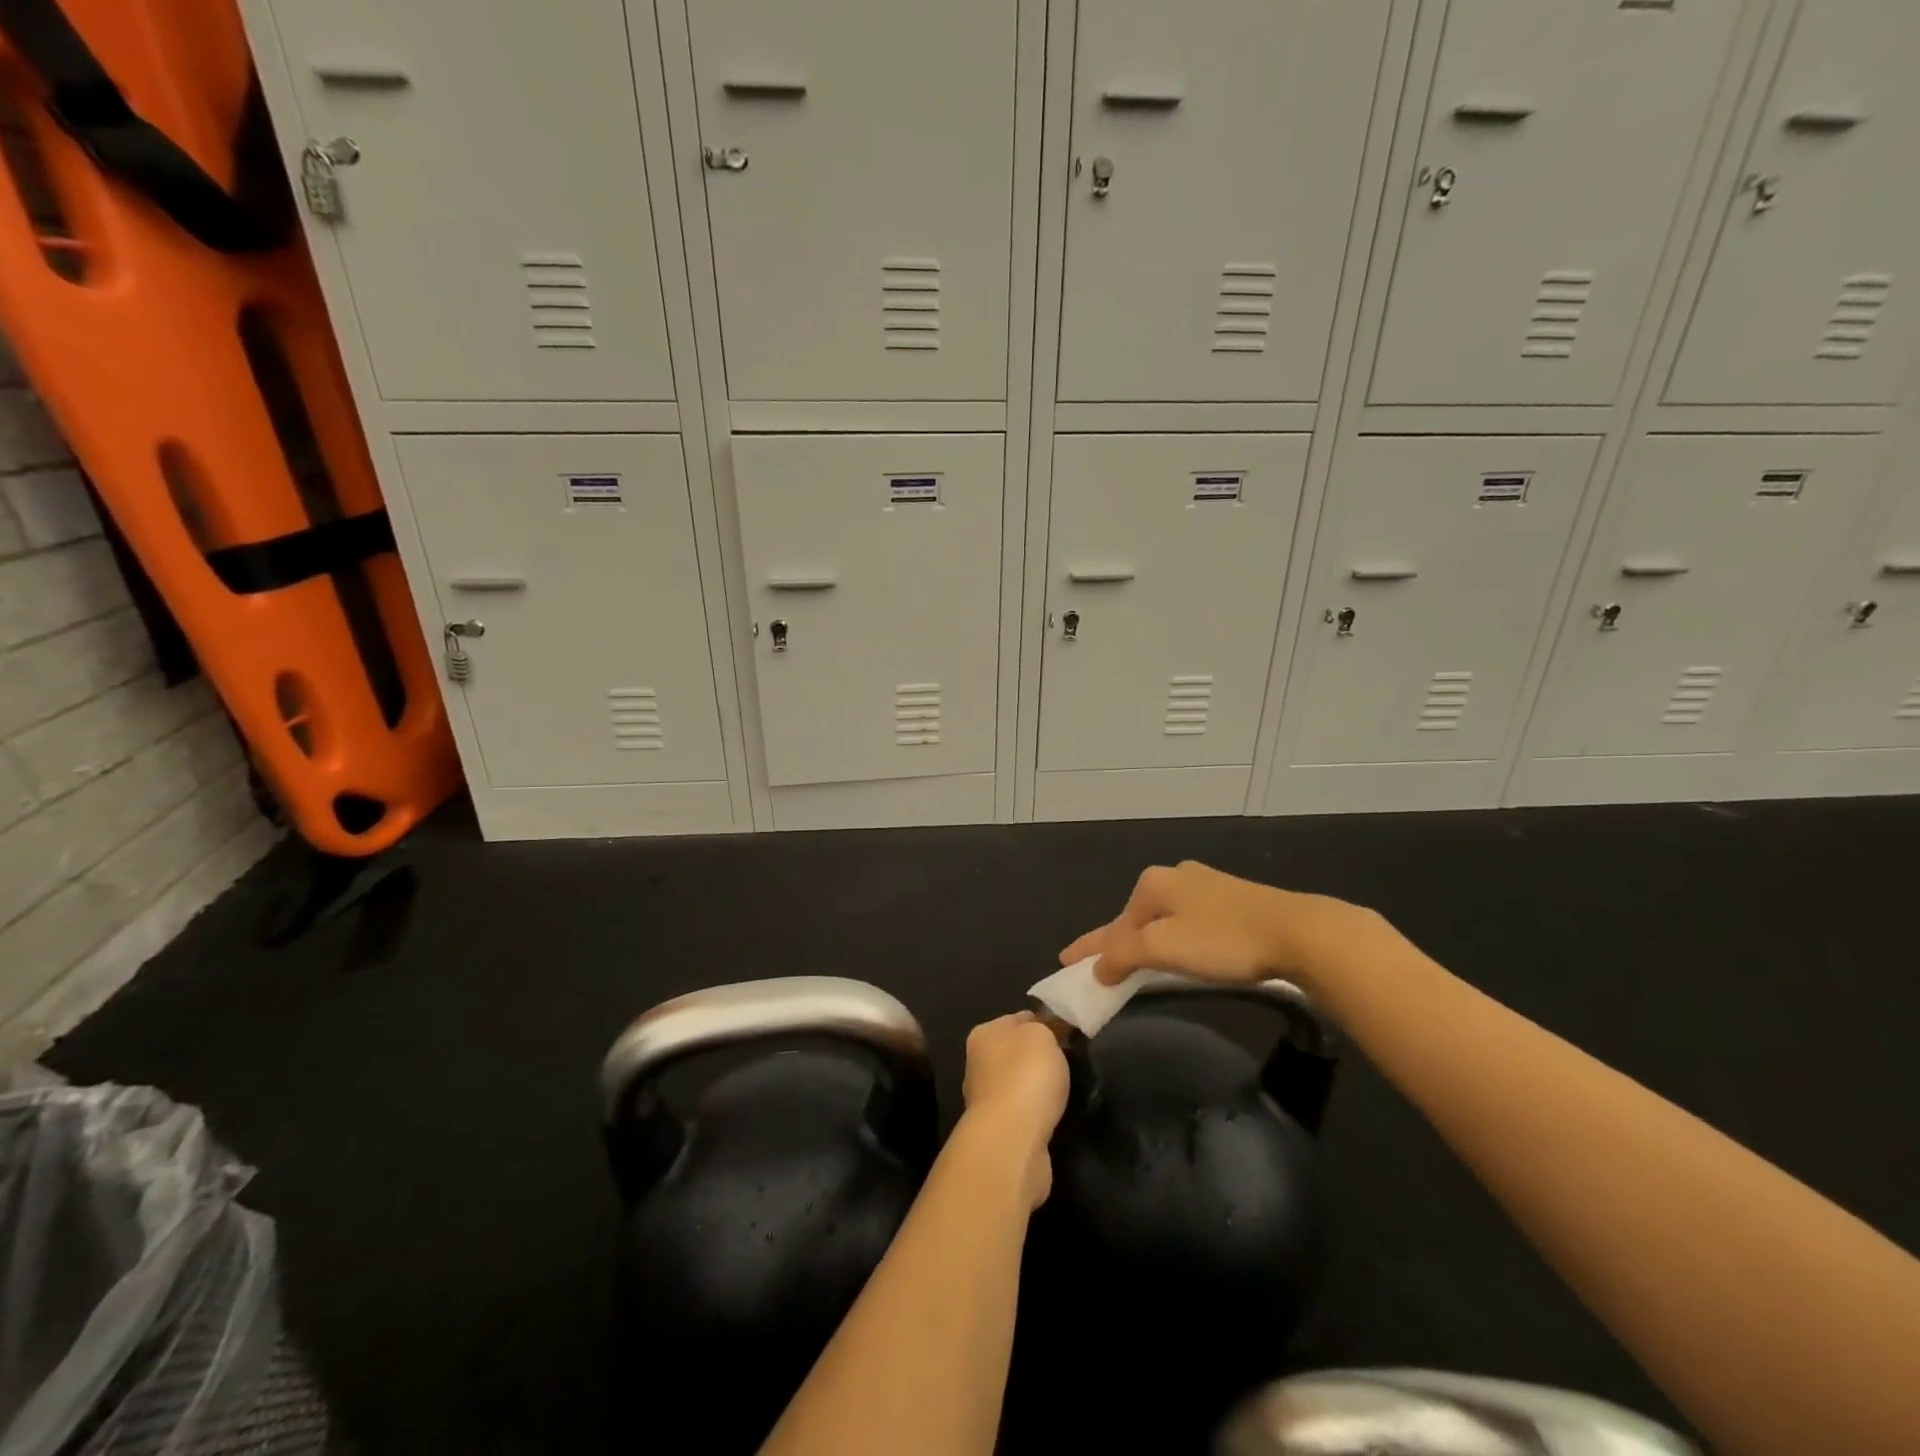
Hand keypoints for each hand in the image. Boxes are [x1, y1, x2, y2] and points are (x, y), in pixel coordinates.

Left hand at [960, 1013, 1068, 1207]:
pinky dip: (1037, 1111)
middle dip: (1039, 1056)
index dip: (1043, 1023)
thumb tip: (1046, 1033)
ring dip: (1037, 1086)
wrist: (1013, 1138)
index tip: (1067, 1033)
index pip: (1018, 1019)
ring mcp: (986, 1099)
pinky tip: (1053, 1114)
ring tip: (1065, 1090)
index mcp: (983, 1034)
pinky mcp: (998, 1129)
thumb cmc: (1026, 1075)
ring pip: (1018, 1083)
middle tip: (1069, 1061)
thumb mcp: (1042, 1035)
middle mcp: (978, 1063)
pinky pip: (1023, 1110)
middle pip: (1016, 1052)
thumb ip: (1044, 1028)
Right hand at [1059, 860, 1366, 989]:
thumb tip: (1097, 967)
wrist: (1296, 932)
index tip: (1065, 962)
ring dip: (1145, 941)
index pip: (1111, 925)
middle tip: (1098, 967)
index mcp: (1152, 884)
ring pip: (1162, 919)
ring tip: (1132, 961)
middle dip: (1116, 941)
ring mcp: (1205, 885)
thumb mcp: (1163, 949)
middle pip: (1135, 918)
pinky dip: (1172, 938)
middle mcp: (1175, 876)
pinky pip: (1186, 921)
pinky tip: (1176, 949)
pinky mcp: (1232, 899)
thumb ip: (1123, 955)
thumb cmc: (1222, 940)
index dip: (1088, 946)